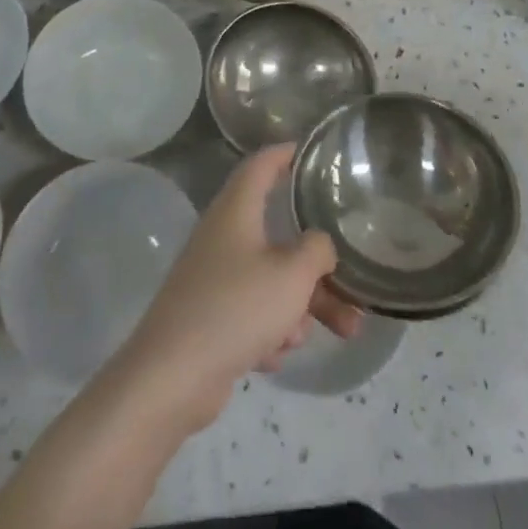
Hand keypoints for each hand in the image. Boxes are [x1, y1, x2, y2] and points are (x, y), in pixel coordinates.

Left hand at [111, 145, 362, 434]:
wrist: (173, 376)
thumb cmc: (237, 308)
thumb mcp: (291, 275)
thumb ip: (316, 251)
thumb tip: (319, 243)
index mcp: (237, 210)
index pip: (261, 164)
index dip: (285, 154)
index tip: (312, 152)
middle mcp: (223, 235)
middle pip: (279, 236)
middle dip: (318, 266)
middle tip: (354, 285)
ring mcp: (214, 276)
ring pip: (272, 280)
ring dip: (302, 305)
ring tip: (338, 334)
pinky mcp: (210, 315)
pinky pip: (253, 312)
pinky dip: (271, 329)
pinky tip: (273, 356)